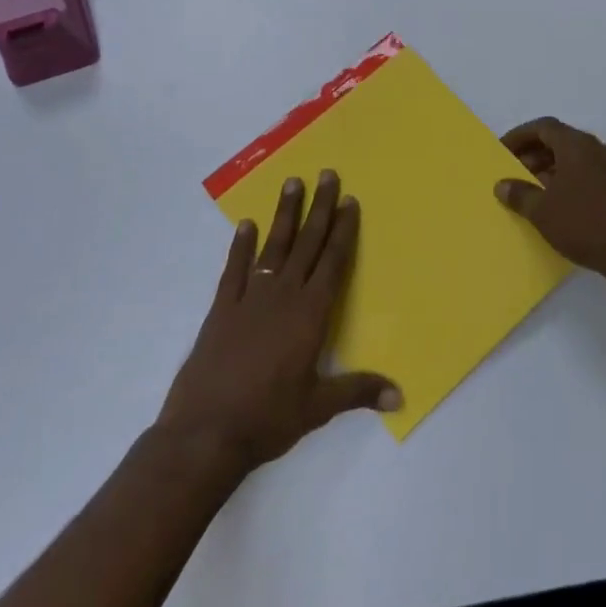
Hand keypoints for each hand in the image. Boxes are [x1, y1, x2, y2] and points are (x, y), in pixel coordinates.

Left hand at [158, 172, 399, 473]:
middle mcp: (283, 296)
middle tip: (327, 173)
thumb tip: (400, 395)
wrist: (206, 432)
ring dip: (285, 214)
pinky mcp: (222, 309)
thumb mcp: (318, 408)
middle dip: (319, 208)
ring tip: (292, 182)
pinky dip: (241, 246)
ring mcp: (250, 298)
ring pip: (274, 246)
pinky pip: (235, 269)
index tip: (349, 200)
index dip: (343, 230)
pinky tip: (246, 224)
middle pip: (307, 243)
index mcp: (310, 314)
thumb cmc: (268, 419)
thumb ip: (358, 391)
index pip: (332, 262)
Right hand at [496, 118, 605, 297]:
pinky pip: (591, 173)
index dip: (519, 136)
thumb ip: (519, 194)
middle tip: (515, 173)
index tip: (502, 151)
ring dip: (552, 168)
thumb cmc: (584, 224)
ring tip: (535, 191)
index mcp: (577, 145)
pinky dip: (571, 180)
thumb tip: (502, 184)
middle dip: (535, 153)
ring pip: (577, 158)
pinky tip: (562, 205)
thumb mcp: (542, 211)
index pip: (543, 127)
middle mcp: (598, 148)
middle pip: (560, 140)